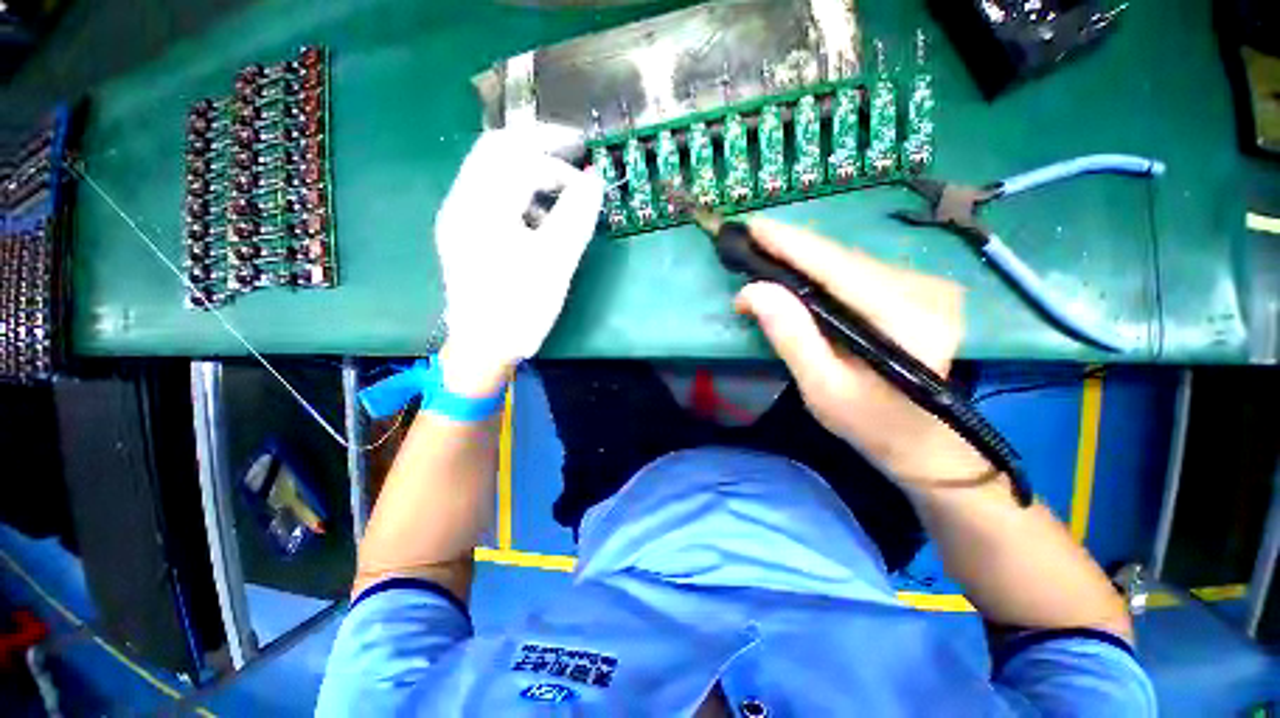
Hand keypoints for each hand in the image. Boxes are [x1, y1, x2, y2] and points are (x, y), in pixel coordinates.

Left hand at [434, 125, 603, 388]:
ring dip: (528, 172)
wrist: (483, 349)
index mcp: (481, 207)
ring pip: (492, 173)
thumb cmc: (520, 308)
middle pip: (496, 152)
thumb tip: (593, 179)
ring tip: (562, 193)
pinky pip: (491, 196)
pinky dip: (519, 194)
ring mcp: (459, 218)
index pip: (515, 153)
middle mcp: (462, 203)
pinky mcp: (464, 234)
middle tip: (573, 160)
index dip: (553, 148)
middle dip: (538, 149)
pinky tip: (539, 217)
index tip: (585, 157)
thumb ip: (576, 217)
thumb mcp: (556, 263)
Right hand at [734, 218, 989, 485]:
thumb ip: (791, 337)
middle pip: (843, 259)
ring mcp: (928, 286)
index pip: (837, 267)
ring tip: (765, 258)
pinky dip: (823, 270)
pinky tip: (798, 274)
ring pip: (850, 261)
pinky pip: (859, 271)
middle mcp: (925, 290)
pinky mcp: (920, 290)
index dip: (791, 243)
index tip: (752, 226)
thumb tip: (752, 291)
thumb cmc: (872, 424)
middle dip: (791, 251)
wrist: (926, 441)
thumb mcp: (822, 389)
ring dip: (804, 259)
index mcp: (907, 319)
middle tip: (748, 246)